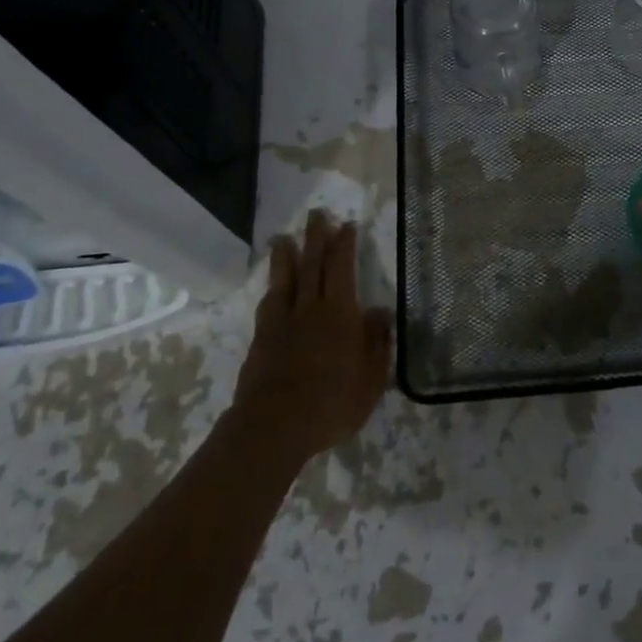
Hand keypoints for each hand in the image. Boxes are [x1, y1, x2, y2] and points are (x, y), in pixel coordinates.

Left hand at [233, 210, 392, 460]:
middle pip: (312, 264)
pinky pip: (269, 303)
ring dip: (286, 255)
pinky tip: (273, 284)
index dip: (344, 245)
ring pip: (285, 279)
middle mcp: (310, 309)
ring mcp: (282, 322)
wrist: (275, 427)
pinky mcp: (262, 339)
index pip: (342, 268)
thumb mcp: (371, 378)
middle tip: (316, 214)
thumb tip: (380, 311)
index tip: (346, 226)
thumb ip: (376, 342)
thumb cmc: (332, 403)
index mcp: (340, 314)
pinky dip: (272, 288)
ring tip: (284, 238)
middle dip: (316, 238)